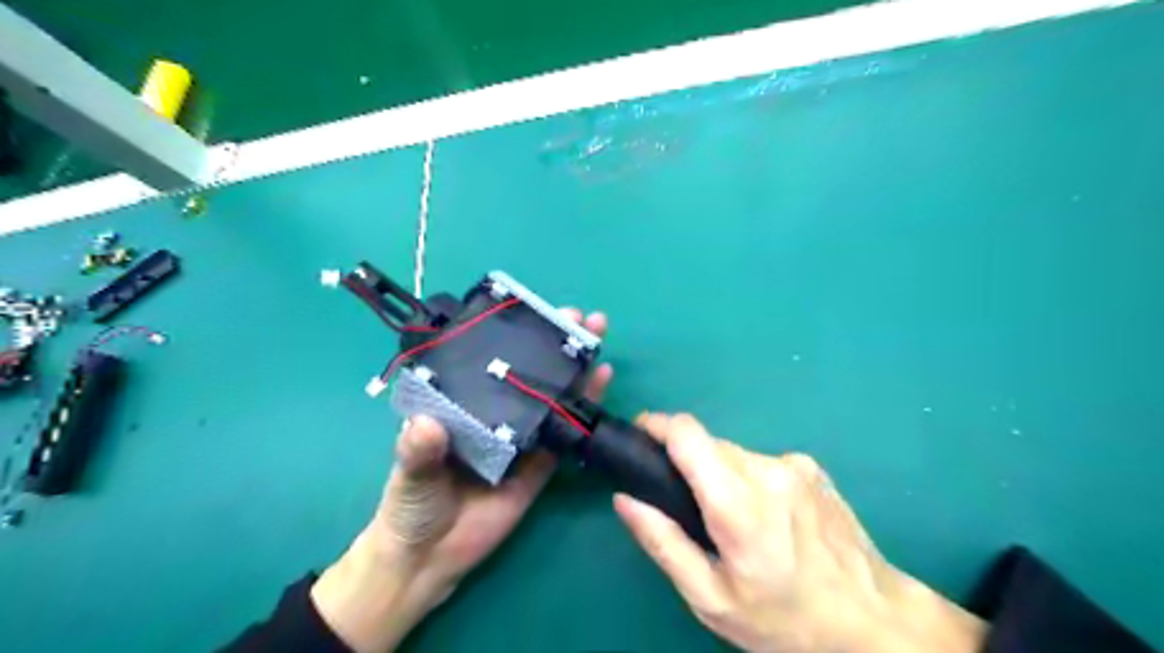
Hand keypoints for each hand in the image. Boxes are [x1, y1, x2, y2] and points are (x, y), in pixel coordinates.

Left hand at [314, 308, 611, 650]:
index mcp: (462, 405)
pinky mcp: (541, 465)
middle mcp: (496, 414)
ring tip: (598, 340)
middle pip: (529, 373)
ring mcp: (523, 437)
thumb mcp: (409, 474)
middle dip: (555, 344)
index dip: (513, 335)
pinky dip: (583, 410)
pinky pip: (565, 435)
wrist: (430, 561)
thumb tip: (427, 425)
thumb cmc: (410, 507)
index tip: (534, 312)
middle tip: (580, 319)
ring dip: (576, 370)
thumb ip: (418, 452)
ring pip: (553, 398)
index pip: (490, 361)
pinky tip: (600, 383)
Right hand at [612, 416, 983, 652]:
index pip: (688, 434)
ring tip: (732, 521)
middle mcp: (766, 470)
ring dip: (721, 474)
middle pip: (709, 444)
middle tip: (686, 505)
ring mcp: (794, 465)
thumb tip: (625, 500)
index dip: (657, 425)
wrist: (876, 622)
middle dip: (688, 463)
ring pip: (735, 453)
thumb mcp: (712, 599)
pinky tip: (768, 518)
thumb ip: (663, 543)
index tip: (640, 434)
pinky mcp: (812, 468)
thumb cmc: (786, 620)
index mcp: (737, 504)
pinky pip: (763, 462)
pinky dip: (751, 480)